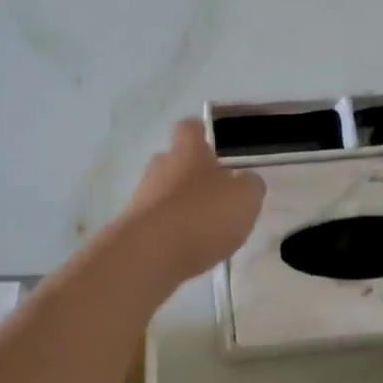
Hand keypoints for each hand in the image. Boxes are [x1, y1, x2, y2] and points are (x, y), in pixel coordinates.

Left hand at [116, 120, 265, 282]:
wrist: (149, 254)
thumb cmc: (202, 215)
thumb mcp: (245, 198)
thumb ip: (249, 185)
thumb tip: (245, 181)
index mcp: (187, 151)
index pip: (190, 128)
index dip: (201, 134)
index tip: (214, 148)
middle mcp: (160, 167)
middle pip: (175, 162)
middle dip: (194, 176)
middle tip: (217, 196)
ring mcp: (142, 196)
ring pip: (165, 193)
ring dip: (183, 206)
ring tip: (207, 230)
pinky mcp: (133, 226)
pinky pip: (157, 221)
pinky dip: (172, 231)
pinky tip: (188, 249)